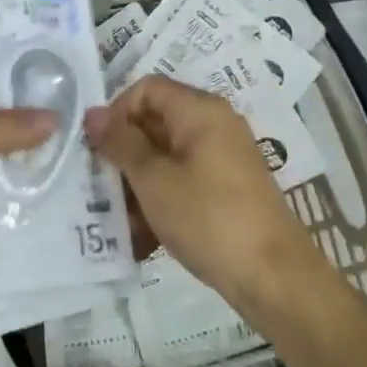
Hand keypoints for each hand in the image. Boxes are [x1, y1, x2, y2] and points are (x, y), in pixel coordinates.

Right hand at [84, 75, 317, 305]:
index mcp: (200, 111)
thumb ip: (120, 142)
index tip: (99, 149)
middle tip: (99, 186)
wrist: (274, 278)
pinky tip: (142, 235)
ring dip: (137, 183)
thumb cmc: (208, 218)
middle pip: (154, 122)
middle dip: (123, 153)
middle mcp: (214, 125)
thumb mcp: (154, 179)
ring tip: (118, 219)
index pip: (146, 89)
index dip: (117, 112)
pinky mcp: (226, 189)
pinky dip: (160, 199)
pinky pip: (182, 181)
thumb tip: (92, 114)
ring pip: (165, 156)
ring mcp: (222, 158)